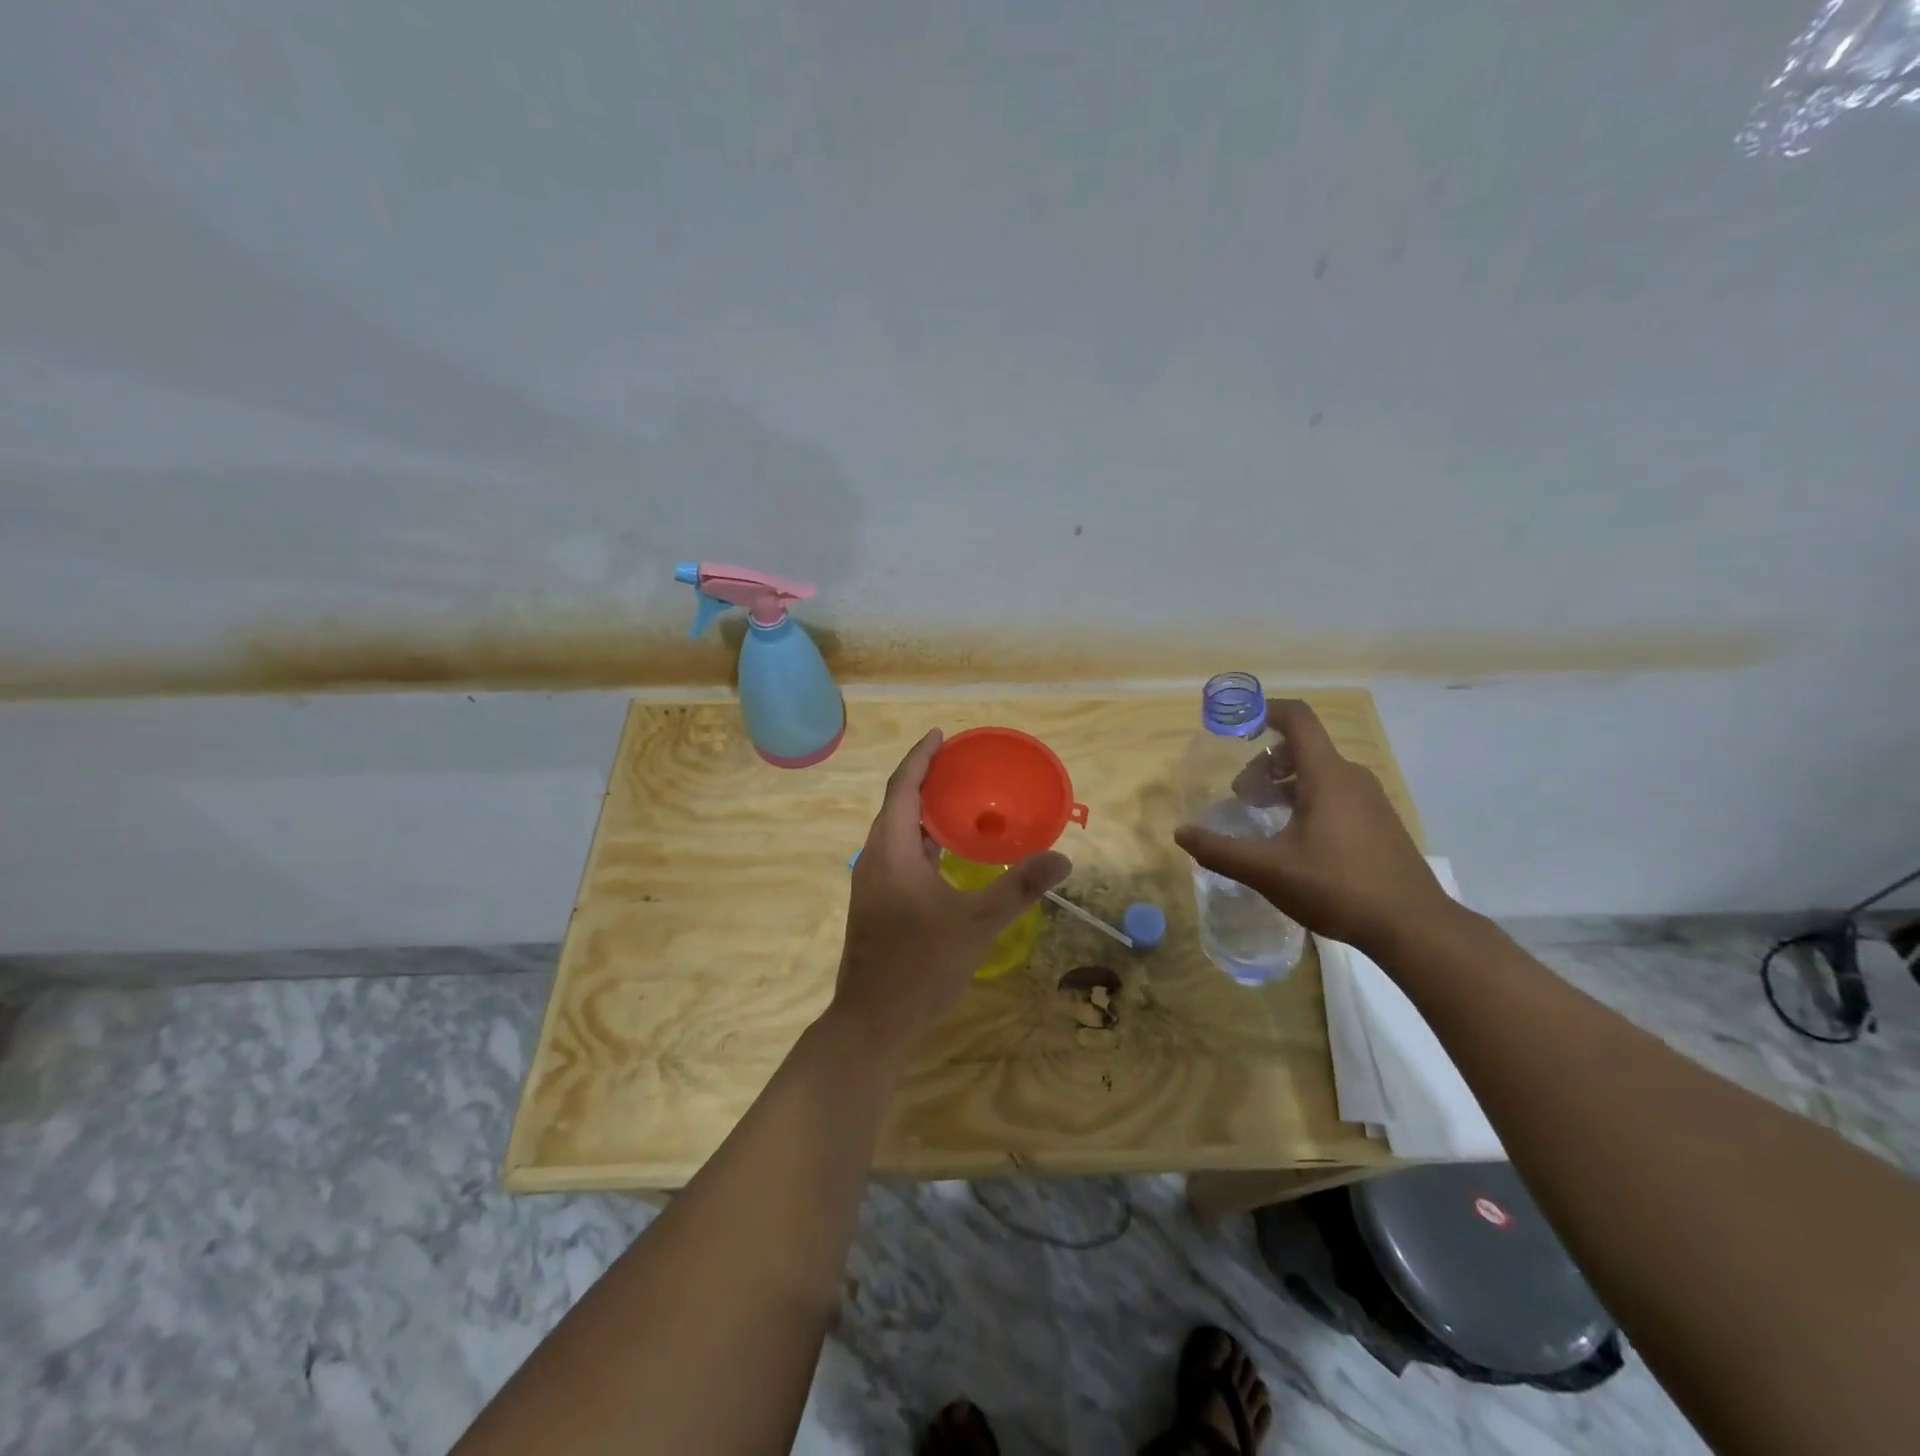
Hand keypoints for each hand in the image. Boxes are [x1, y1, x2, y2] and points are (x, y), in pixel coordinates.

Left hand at [834, 729, 1071, 1048]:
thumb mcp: (977, 923)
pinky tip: (947, 857)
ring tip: (959, 804)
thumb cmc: (921, 965)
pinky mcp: (875, 906)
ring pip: (896, 834)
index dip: (921, 757)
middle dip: (925, 781)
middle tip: (960, 767)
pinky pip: (898, 857)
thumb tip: (1063, 858)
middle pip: (897, 806)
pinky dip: (921, 843)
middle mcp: (874, 859)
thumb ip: (1019, 887)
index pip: (903, 787)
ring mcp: (871, 885)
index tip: (940, 736)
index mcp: (891, 851)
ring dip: (923, 814)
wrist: (873, 1022)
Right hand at [1174, 699, 1450, 955]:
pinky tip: (1294, 840)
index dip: (1264, 710)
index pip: (1297, 719)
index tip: (1234, 725)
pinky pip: (1335, 794)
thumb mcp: (1268, 871)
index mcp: (1327, 776)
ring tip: (1262, 817)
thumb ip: (1220, 850)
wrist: (1414, 927)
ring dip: (1284, 785)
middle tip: (1240, 796)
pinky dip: (1306, 801)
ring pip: (1319, 774)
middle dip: (1264, 763)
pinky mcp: (1379, 823)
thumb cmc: (1338, 887)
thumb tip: (1181, 833)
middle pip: (1302, 749)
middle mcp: (1351, 777)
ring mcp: (1370, 800)